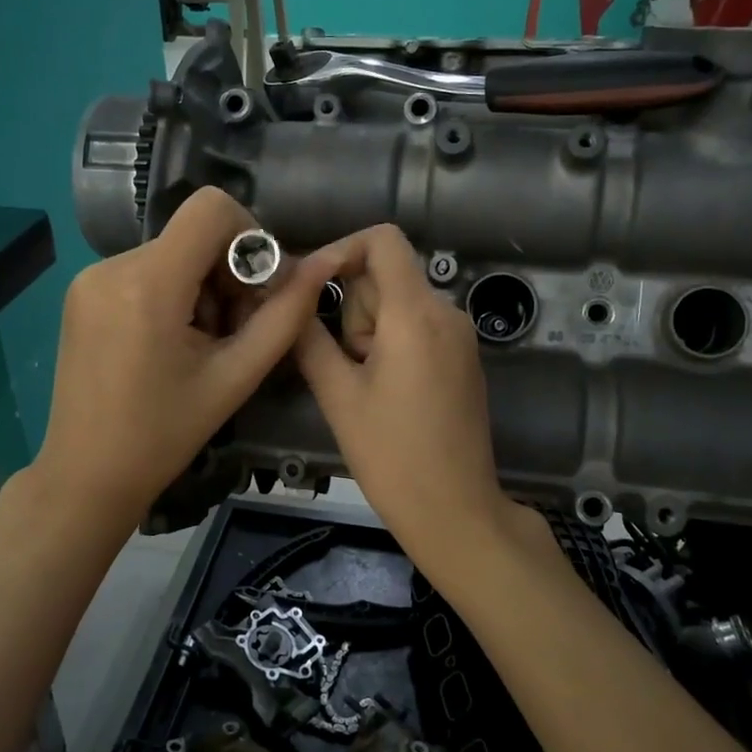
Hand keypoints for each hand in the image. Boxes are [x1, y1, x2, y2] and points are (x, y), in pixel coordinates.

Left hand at [36, 188, 342, 533]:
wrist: (87, 475)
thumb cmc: (164, 435)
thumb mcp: (235, 377)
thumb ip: (284, 316)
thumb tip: (320, 265)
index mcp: (148, 283)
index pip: (211, 208)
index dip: (249, 236)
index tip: (258, 288)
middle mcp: (112, 265)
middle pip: (194, 234)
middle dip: (227, 273)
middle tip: (234, 332)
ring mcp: (89, 277)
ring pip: (172, 252)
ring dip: (201, 288)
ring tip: (202, 346)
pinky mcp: (81, 292)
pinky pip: (144, 270)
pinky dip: (172, 294)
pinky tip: (171, 344)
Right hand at [296, 226, 543, 575]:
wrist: (455, 510)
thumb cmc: (392, 455)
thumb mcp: (338, 395)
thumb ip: (309, 337)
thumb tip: (288, 296)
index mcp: (416, 314)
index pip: (382, 240)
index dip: (340, 249)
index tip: (309, 286)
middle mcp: (446, 312)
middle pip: (386, 276)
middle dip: (353, 310)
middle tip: (344, 367)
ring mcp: (460, 336)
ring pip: (398, 305)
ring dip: (369, 333)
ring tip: (365, 389)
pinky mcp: (463, 359)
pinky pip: (417, 328)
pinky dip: (390, 344)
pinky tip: (385, 393)